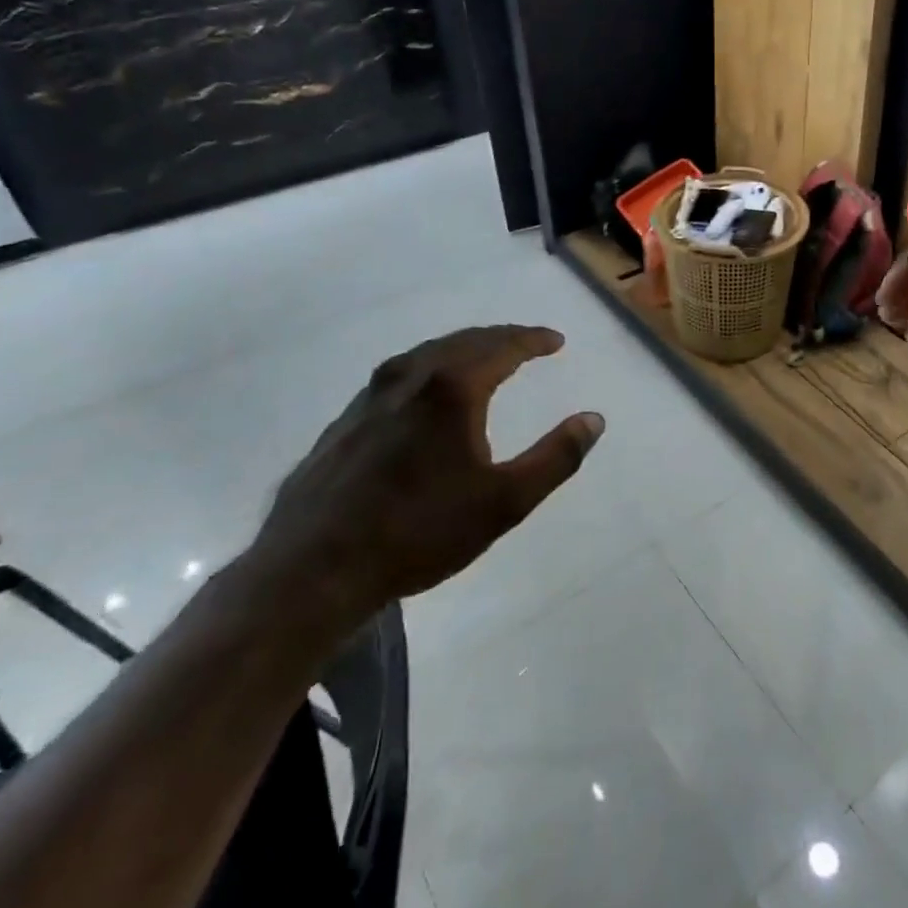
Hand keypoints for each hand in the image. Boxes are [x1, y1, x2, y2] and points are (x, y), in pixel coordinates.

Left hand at [248, 326, 603, 630]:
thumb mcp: (504, 502)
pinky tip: (429, 394)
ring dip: (463, 349)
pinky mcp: (346, 420)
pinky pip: (401, 376)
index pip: (503, 346)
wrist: (313, 569)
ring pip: (427, 354)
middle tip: (527, 343)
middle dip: (501, 338)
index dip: (534, 340)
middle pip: (464, 341)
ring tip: (484, 359)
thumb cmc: (419, 532)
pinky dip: (431, 369)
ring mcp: (371, 396)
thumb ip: (556, 457)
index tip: (556, 340)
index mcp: (451, 387)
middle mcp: (409, 377)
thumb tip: (594, 419)